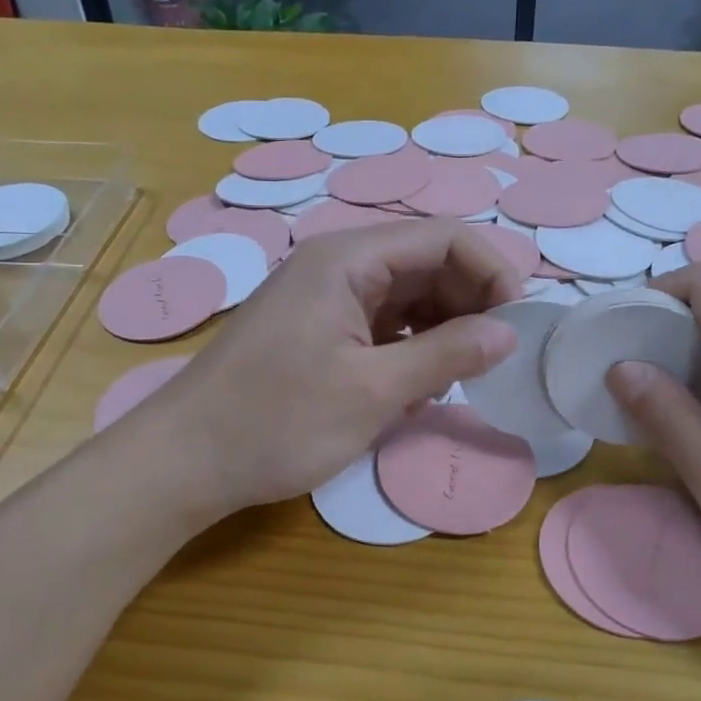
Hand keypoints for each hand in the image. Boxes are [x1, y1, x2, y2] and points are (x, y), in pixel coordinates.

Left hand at [138, 220, 521, 521]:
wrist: (183, 461)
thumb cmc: (276, 423)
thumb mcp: (373, 391)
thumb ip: (446, 354)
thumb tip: (508, 333)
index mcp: (349, 259)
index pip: (445, 238)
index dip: (492, 274)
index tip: (516, 328)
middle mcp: (338, 264)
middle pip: (427, 263)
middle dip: (468, 306)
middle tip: (489, 362)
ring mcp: (325, 296)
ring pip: (407, 296)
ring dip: (440, 332)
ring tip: (450, 382)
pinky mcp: (318, 328)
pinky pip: (382, 322)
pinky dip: (410, 349)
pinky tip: (414, 390)